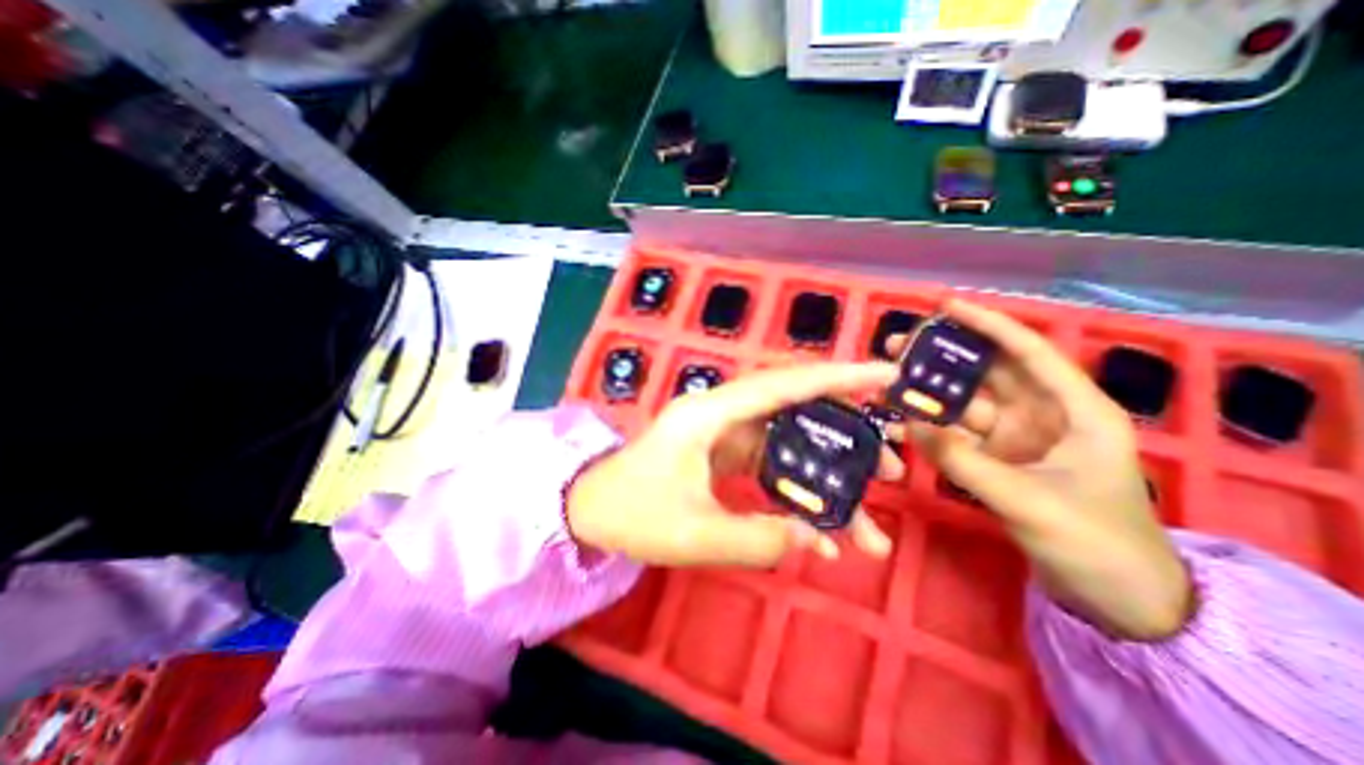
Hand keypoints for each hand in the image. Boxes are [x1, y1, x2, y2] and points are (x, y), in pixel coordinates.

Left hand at [567, 361, 901, 568]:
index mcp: (709, 414)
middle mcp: (722, 414)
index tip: (884, 375)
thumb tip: (811, 538)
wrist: (592, 509)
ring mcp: (725, 434)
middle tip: (887, 467)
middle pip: (794, 411)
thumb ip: (753, 537)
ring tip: (866, 521)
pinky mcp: (725, 454)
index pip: (781, 384)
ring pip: (788, 444)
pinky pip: (772, 466)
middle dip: (843, 436)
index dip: (835, 378)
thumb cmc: (630, 512)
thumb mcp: (691, 533)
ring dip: (826, 477)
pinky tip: (818, 531)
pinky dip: (797, 494)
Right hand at [897, 298, 1194, 638]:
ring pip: (964, 403)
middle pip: (987, 373)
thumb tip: (909, 426)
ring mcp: (1014, 438)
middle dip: (943, 357)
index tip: (945, 306)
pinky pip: (954, 434)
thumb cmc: (1096, 544)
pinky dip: (928, 428)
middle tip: (897, 347)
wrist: (1114, 598)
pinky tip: (899, 421)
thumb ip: (965, 462)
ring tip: (887, 380)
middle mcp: (1042, 415)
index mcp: (1075, 411)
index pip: (1029, 353)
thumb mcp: (1031, 502)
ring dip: (927, 392)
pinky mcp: (993, 458)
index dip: (989, 325)